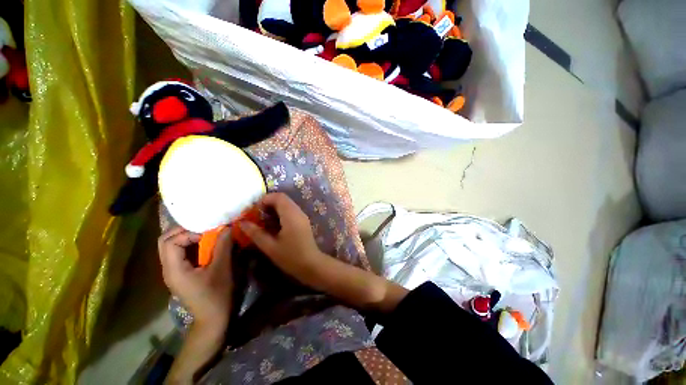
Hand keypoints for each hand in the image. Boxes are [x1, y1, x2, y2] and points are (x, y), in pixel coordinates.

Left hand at [158, 226, 233, 327]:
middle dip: (183, 230)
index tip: (208, 234)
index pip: (170, 242)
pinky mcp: (179, 274)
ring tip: (205, 234)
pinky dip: (189, 245)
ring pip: (170, 247)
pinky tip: (204, 245)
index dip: (188, 233)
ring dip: (186, 237)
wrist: (211, 319)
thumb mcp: (222, 268)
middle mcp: (168, 269)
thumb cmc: (216, 294)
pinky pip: (178, 253)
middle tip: (203, 228)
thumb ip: (223, 246)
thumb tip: (227, 227)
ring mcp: (172, 272)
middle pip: (165, 242)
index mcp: (174, 269)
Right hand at [238, 193, 326, 286]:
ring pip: (287, 204)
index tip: (254, 211)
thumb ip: (256, 233)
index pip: (278, 197)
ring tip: (263, 221)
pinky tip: (274, 226)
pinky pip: (291, 211)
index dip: (265, 200)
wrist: (311, 264)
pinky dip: (281, 213)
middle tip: (257, 216)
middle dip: (268, 204)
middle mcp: (298, 212)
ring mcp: (302, 216)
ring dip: (274, 209)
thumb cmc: (290, 256)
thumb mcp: (270, 246)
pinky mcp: (303, 221)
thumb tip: (242, 222)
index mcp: (291, 215)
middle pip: (283, 199)